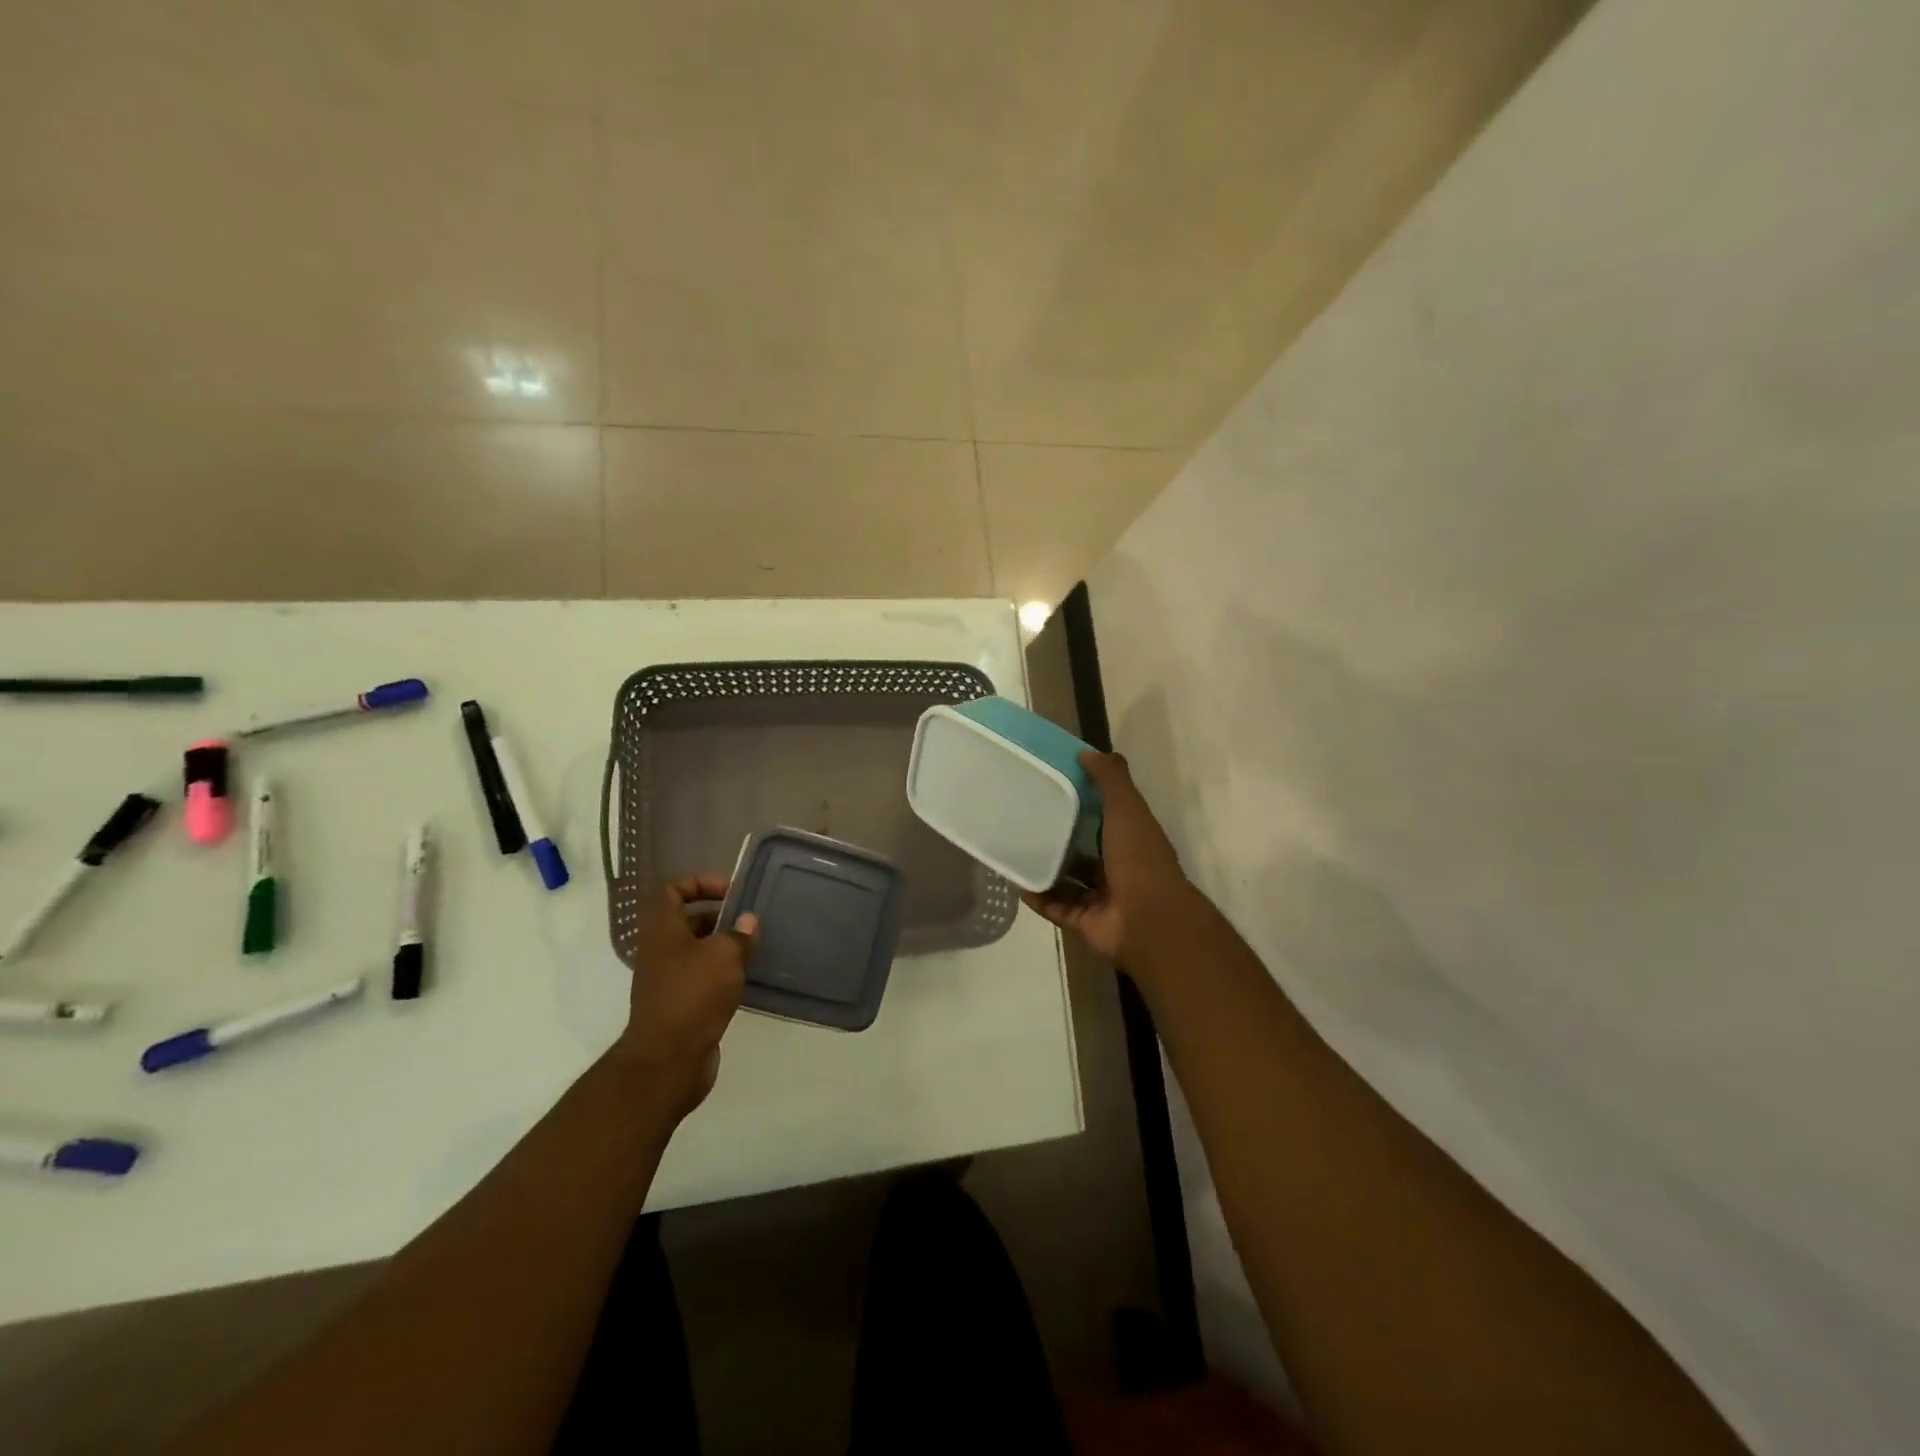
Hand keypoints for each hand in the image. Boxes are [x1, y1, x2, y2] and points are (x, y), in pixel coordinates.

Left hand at [614, 875, 756, 1120]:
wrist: (668, 1061)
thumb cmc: (693, 995)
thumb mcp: (724, 956)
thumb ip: (739, 934)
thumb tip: (748, 920)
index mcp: (662, 930)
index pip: (671, 890)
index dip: (699, 883)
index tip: (730, 892)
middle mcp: (660, 951)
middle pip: (686, 920)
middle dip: (718, 917)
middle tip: (749, 922)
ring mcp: (667, 980)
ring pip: (696, 952)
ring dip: (723, 947)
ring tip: (754, 948)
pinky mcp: (679, 1006)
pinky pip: (702, 979)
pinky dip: (722, 975)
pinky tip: (747, 979)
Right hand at [1023, 751, 1200, 973]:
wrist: (1148, 921)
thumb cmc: (1139, 858)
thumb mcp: (1127, 808)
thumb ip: (1111, 779)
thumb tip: (1087, 753)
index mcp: (1131, 838)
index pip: (1104, 816)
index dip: (1082, 801)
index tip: (1052, 786)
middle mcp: (1118, 866)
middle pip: (1083, 849)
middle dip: (1058, 837)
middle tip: (1023, 819)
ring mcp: (1101, 897)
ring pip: (1068, 879)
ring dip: (1045, 868)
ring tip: (1014, 850)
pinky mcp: (1084, 921)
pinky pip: (1056, 907)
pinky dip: (1038, 897)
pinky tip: (1016, 883)